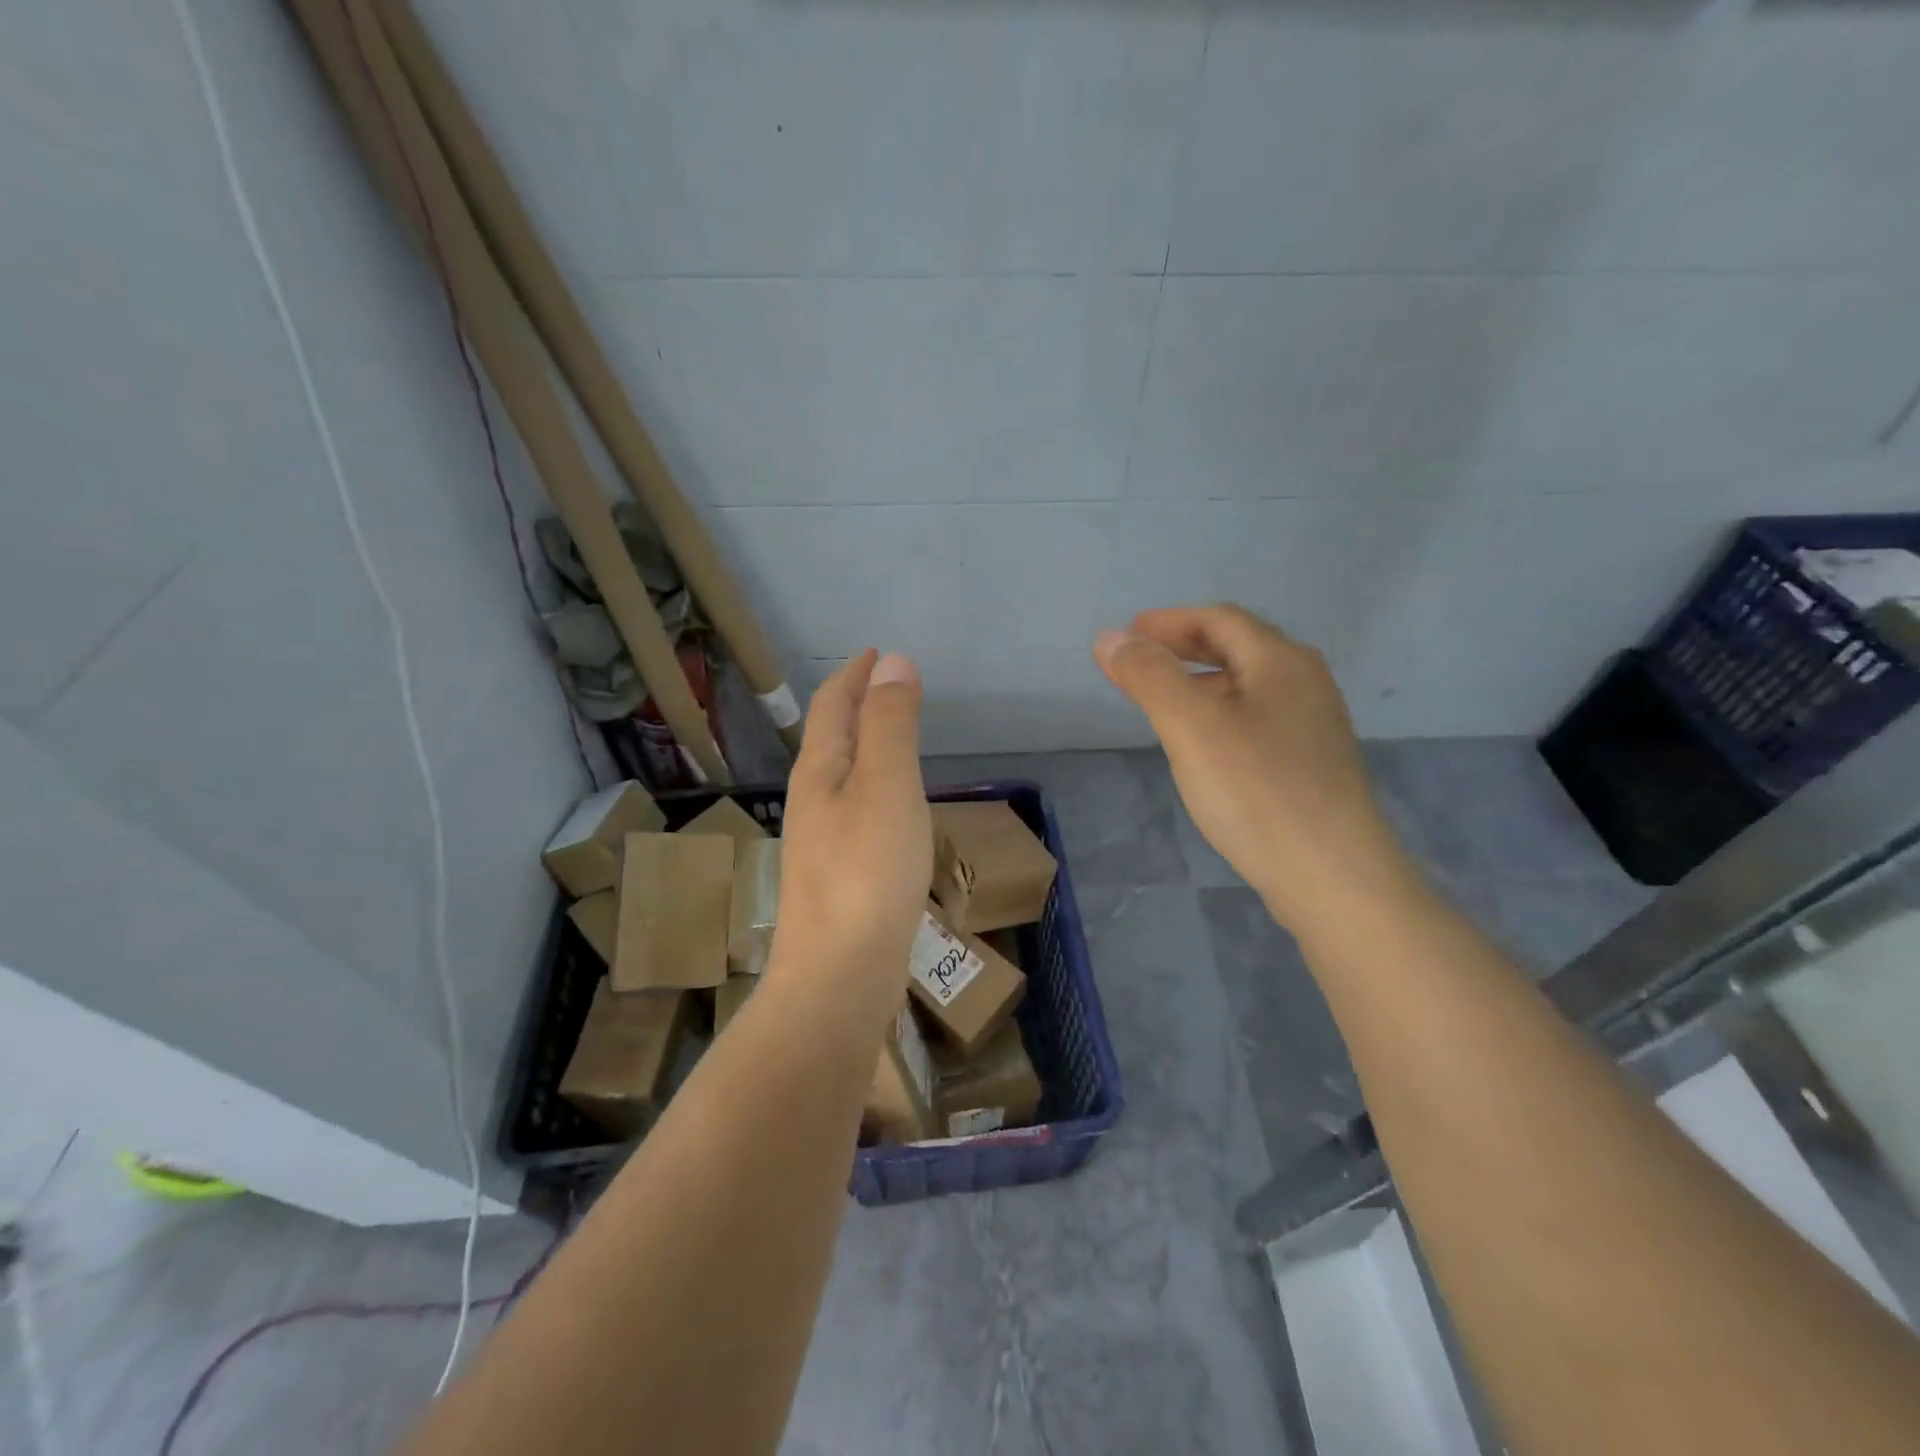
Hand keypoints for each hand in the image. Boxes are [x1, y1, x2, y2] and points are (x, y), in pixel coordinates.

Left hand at [772, 650, 932, 991]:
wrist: (840, 975)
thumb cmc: (867, 871)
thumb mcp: (886, 784)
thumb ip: (890, 724)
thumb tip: (892, 661)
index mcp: (819, 771)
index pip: (832, 705)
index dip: (853, 675)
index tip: (875, 653)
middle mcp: (812, 800)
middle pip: (831, 738)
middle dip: (855, 706)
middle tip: (887, 690)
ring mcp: (821, 842)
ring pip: (842, 776)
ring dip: (864, 747)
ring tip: (892, 739)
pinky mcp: (838, 877)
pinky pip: (856, 811)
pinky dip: (874, 788)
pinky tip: (890, 808)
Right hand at [1095, 605, 1411, 930]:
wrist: (1332, 877)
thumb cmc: (1256, 791)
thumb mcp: (1191, 727)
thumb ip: (1149, 676)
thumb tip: (1110, 637)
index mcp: (1280, 661)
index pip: (1219, 619)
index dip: (1168, 622)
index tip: (1126, 636)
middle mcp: (1305, 682)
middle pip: (1237, 648)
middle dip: (1183, 649)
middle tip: (1138, 663)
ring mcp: (1315, 725)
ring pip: (1248, 686)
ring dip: (1201, 683)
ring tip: (1162, 703)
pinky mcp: (1313, 764)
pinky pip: (1258, 719)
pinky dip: (1221, 715)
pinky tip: (1204, 747)